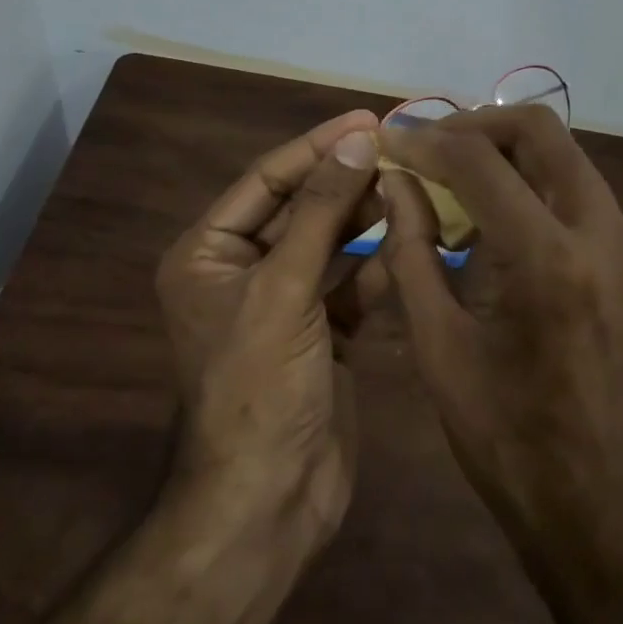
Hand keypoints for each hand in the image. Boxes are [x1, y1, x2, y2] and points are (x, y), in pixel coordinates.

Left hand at [155, 109, 381, 548]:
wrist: (268, 504)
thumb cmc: (259, 388)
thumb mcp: (284, 289)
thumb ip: (323, 212)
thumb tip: (357, 139)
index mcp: (208, 253)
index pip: (268, 179)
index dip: (317, 147)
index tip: (368, 119)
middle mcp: (242, 270)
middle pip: (302, 206)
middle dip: (347, 178)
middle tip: (401, 148)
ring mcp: (284, 302)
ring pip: (331, 242)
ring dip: (367, 216)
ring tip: (413, 185)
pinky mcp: (321, 331)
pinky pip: (351, 282)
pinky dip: (379, 262)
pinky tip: (414, 240)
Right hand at [374, 105, 622, 623]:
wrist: (610, 515)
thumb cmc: (510, 444)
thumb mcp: (439, 350)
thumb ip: (411, 252)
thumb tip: (396, 184)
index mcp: (548, 261)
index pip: (480, 161)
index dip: (427, 140)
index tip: (393, 140)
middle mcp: (603, 235)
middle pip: (540, 131)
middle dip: (477, 124)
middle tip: (430, 145)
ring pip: (566, 156)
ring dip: (508, 152)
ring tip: (457, 178)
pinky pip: (581, 193)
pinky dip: (535, 184)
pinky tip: (498, 221)